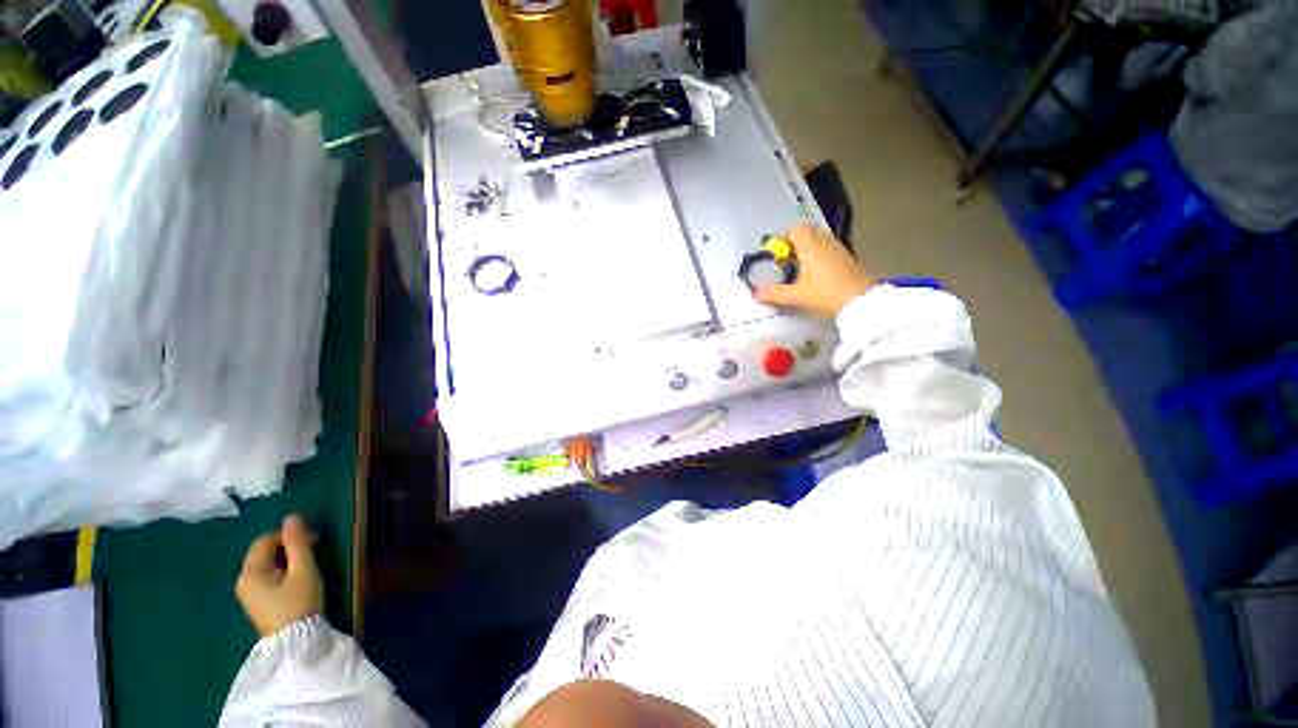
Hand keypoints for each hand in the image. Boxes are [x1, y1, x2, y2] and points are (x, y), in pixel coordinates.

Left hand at [235, 514, 323, 637]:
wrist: (295, 643)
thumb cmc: (299, 602)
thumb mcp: (304, 570)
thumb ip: (298, 542)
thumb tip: (292, 517)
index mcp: (250, 572)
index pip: (265, 540)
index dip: (289, 535)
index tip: (314, 541)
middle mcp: (243, 581)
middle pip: (263, 552)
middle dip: (287, 547)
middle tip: (313, 553)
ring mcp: (248, 595)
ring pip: (266, 565)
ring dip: (286, 560)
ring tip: (307, 568)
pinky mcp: (257, 604)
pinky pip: (267, 578)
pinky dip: (281, 573)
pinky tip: (296, 582)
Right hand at [753, 223, 873, 318]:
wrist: (862, 302)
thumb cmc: (825, 294)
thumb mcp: (796, 296)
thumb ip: (774, 293)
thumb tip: (756, 293)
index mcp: (810, 244)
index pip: (794, 228)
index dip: (782, 238)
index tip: (775, 254)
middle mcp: (824, 241)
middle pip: (806, 233)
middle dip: (793, 245)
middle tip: (784, 263)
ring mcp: (838, 248)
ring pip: (818, 242)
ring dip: (806, 251)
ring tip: (798, 271)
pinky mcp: (848, 259)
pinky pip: (828, 251)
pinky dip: (818, 258)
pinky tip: (814, 277)